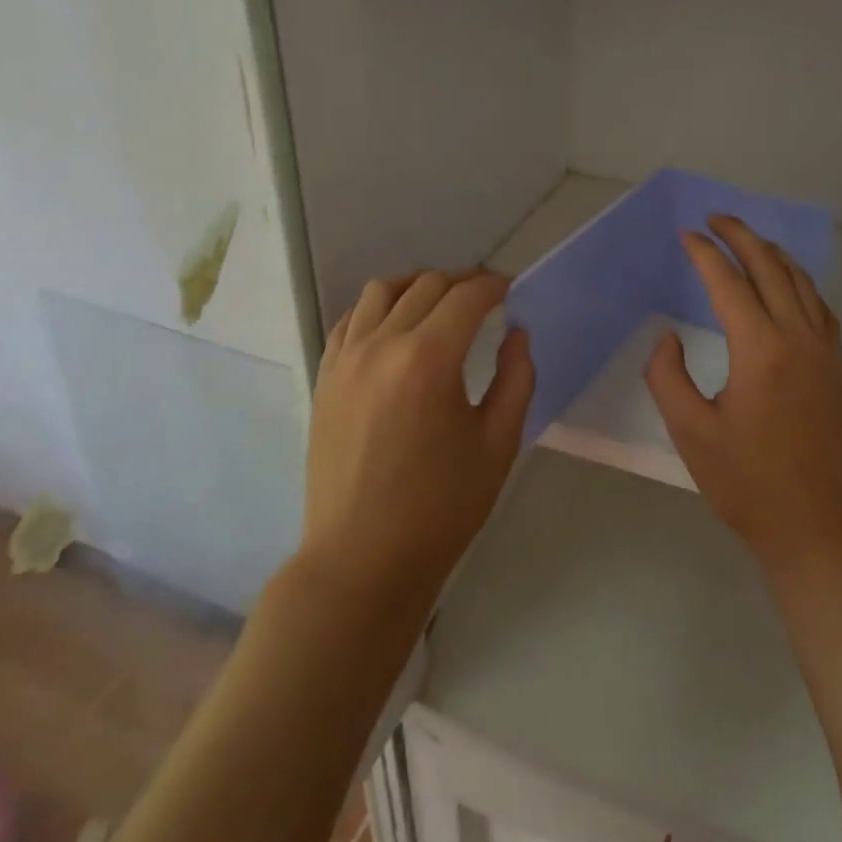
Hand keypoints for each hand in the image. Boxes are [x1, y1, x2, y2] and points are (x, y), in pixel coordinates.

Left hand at [301, 270, 533, 607]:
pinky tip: (396, 325)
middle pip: (427, 285)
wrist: (362, 559)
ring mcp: (346, 359)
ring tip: (441, 302)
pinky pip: (351, 319)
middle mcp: (382, 345)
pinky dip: (378, 307)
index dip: (495, 286)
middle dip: (464, 282)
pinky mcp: (325, 378)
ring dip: (418, 285)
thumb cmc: (441, 507)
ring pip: (382, 290)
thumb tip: (516, 334)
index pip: (467, 297)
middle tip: (488, 297)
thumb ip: (516, 378)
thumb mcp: (498, 443)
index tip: (512, 291)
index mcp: (429, 359)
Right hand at [643, 216, 841, 580]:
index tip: (685, 235)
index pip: (728, 283)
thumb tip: (669, 337)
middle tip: (714, 218)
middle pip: (770, 267)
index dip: (704, 254)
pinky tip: (786, 283)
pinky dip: (798, 280)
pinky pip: (818, 304)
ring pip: (800, 280)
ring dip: (771, 252)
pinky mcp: (834, 366)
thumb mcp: (691, 433)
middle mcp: (797, 336)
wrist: (816, 524)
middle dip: (741, 236)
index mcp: (760, 349)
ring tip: (746, 239)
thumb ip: (668, 376)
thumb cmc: (748, 483)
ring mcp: (822, 350)